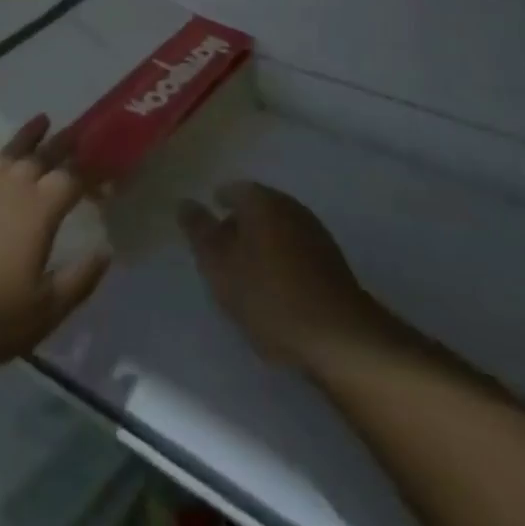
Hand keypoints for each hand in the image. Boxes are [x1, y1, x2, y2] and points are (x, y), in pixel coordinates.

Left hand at [0, 116, 109, 382]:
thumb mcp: (41, 314)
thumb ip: (78, 281)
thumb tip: (105, 252)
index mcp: (38, 211)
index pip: (72, 180)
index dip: (91, 174)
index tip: (106, 172)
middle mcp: (9, 187)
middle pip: (42, 156)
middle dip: (63, 144)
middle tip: (79, 130)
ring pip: (8, 151)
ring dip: (28, 135)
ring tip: (42, 119)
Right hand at [179, 181, 394, 374]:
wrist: (339, 336)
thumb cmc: (269, 296)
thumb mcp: (220, 266)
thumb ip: (200, 232)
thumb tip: (185, 202)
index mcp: (262, 201)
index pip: (234, 189)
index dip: (219, 202)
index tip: (207, 222)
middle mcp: (290, 207)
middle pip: (258, 207)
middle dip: (239, 224)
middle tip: (222, 250)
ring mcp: (315, 233)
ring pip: (278, 229)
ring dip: (262, 243)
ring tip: (246, 273)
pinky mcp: (332, 262)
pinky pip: (296, 250)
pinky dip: (281, 260)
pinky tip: (276, 287)